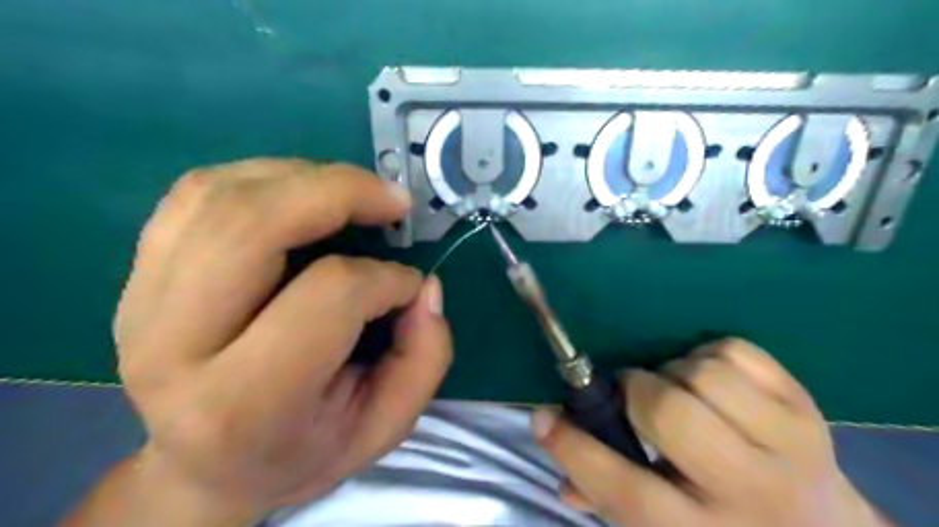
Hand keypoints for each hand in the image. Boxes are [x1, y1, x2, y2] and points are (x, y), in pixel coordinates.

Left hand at [109, 158, 449, 523]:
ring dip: (303, 177)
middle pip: (252, 224)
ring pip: (220, 196)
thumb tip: (425, 287)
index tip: (408, 286)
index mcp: (244, 401)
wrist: (207, 469)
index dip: (385, 279)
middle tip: (392, 200)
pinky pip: (197, 194)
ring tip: (352, 193)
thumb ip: (423, 358)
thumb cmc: (304, 449)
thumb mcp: (385, 427)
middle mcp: (176, 345)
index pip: (329, 295)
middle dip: (340, 191)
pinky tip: (301, 195)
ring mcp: (143, 303)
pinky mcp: (139, 276)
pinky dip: (262, 178)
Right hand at [535, 339, 889, 524]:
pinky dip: (708, 356)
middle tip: (631, 396)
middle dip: (636, 393)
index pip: (623, 488)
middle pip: (672, 415)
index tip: (545, 417)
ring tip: (676, 391)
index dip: (573, 447)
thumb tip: (552, 436)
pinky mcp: (805, 406)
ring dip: (673, 373)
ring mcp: (789, 444)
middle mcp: (750, 494)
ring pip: (703, 375)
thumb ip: (601, 493)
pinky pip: (736, 352)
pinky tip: (709, 382)